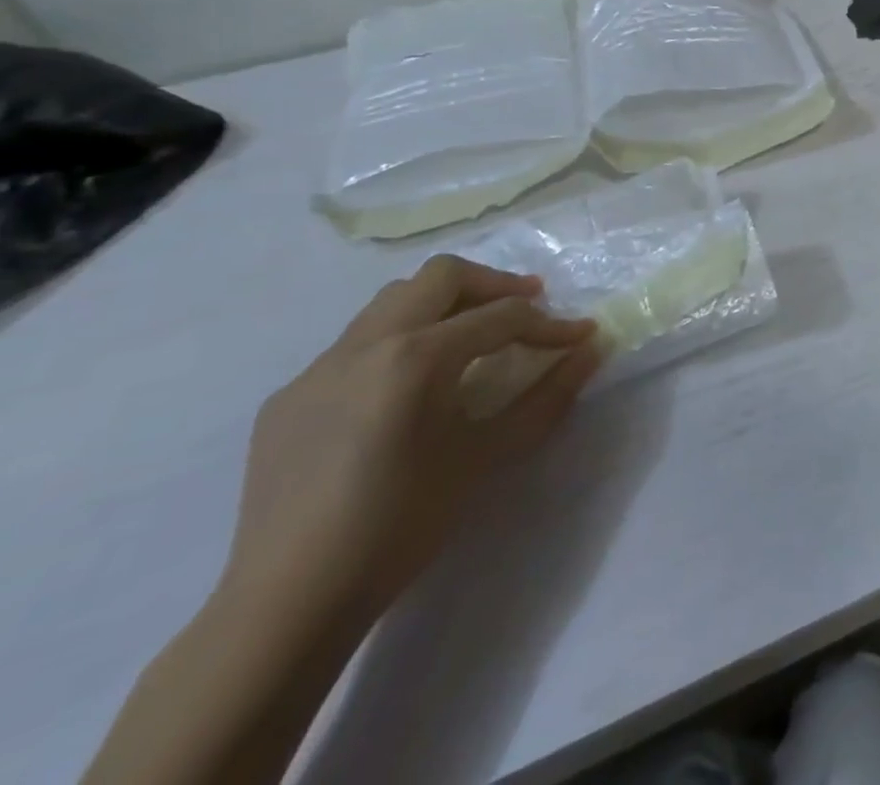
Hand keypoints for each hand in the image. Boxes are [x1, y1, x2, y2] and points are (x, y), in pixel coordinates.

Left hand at [220, 257, 600, 625]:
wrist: (287, 602)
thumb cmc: (402, 523)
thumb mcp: (488, 455)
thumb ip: (548, 395)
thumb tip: (592, 350)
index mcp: (416, 356)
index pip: (500, 317)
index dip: (550, 324)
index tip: (581, 335)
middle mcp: (365, 344)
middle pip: (442, 277)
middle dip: (494, 286)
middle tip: (528, 309)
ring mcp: (318, 368)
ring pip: (394, 300)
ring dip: (444, 305)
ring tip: (473, 337)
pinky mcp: (289, 398)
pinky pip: (355, 345)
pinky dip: (399, 342)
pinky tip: (409, 390)